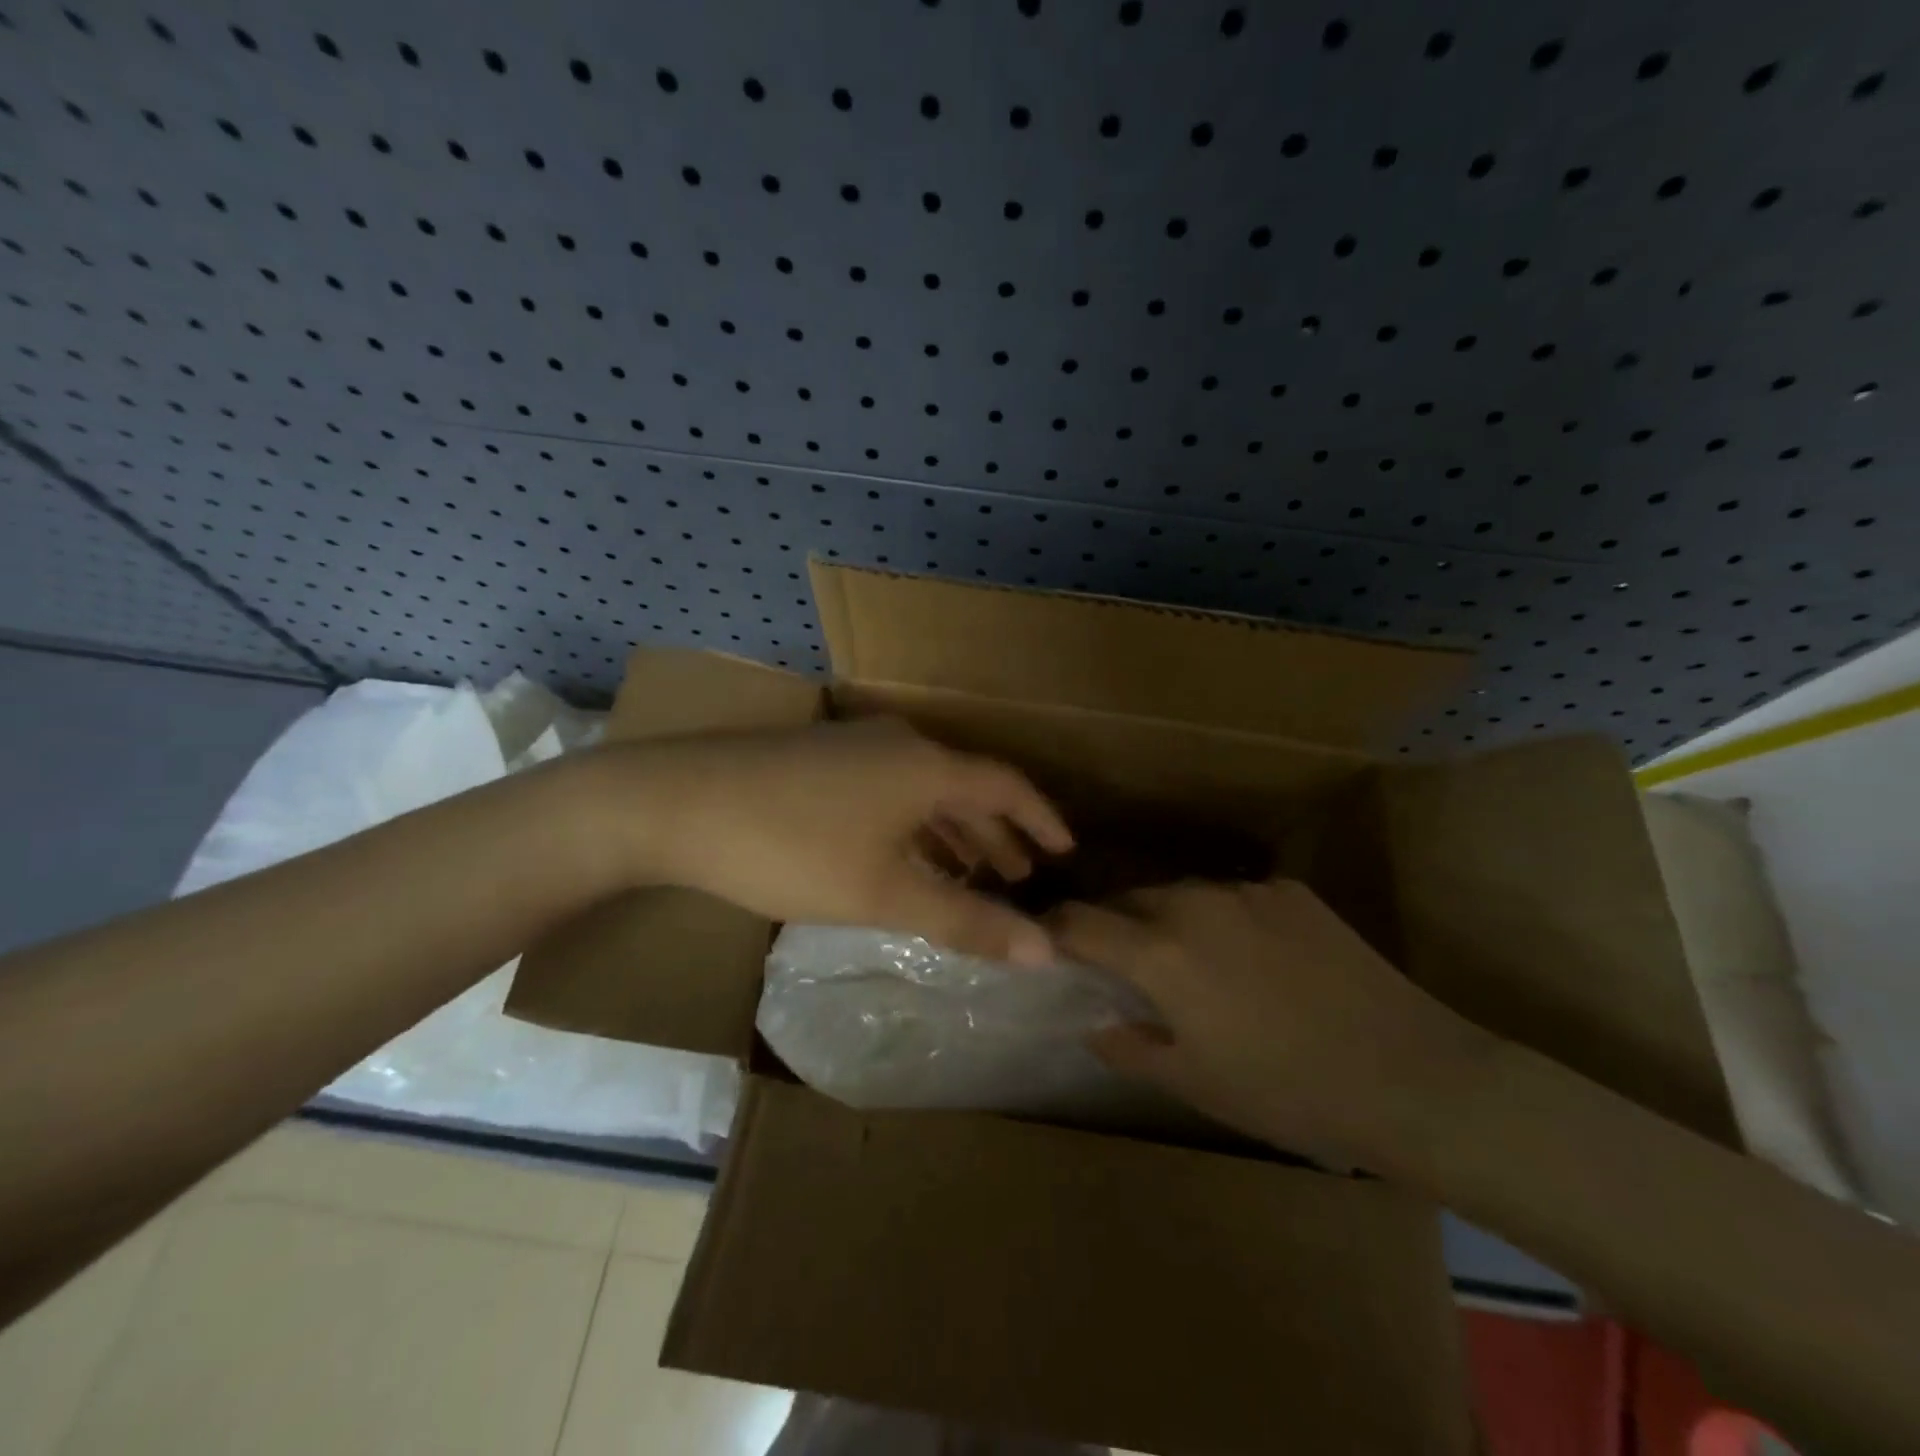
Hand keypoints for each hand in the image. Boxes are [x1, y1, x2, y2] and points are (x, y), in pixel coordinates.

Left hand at [595, 720, 1073, 963]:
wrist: (676, 802)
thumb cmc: (792, 848)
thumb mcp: (884, 893)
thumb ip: (965, 921)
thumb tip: (1045, 952)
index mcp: (928, 766)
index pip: (1008, 786)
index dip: (1042, 819)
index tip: (1066, 852)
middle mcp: (900, 744)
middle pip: (967, 787)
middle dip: (997, 834)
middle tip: (1020, 877)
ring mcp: (856, 746)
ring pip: (925, 790)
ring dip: (953, 831)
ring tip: (971, 874)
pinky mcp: (820, 758)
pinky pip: (892, 789)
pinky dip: (914, 824)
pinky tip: (902, 856)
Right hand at [1050, 879, 1493, 1170]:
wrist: (1412, 1077)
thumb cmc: (1287, 1092)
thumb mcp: (1193, 1082)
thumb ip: (1127, 1045)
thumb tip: (1094, 1022)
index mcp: (1158, 951)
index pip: (1077, 922)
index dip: (1052, 931)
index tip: (1046, 945)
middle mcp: (1192, 903)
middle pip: (1127, 898)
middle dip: (1111, 924)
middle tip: (1120, 963)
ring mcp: (1246, 891)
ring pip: (1180, 892)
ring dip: (1166, 919)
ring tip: (1189, 960)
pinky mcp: (1290, 890)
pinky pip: (1234, 897)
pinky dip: (1222, 919)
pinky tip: (1254, 959)